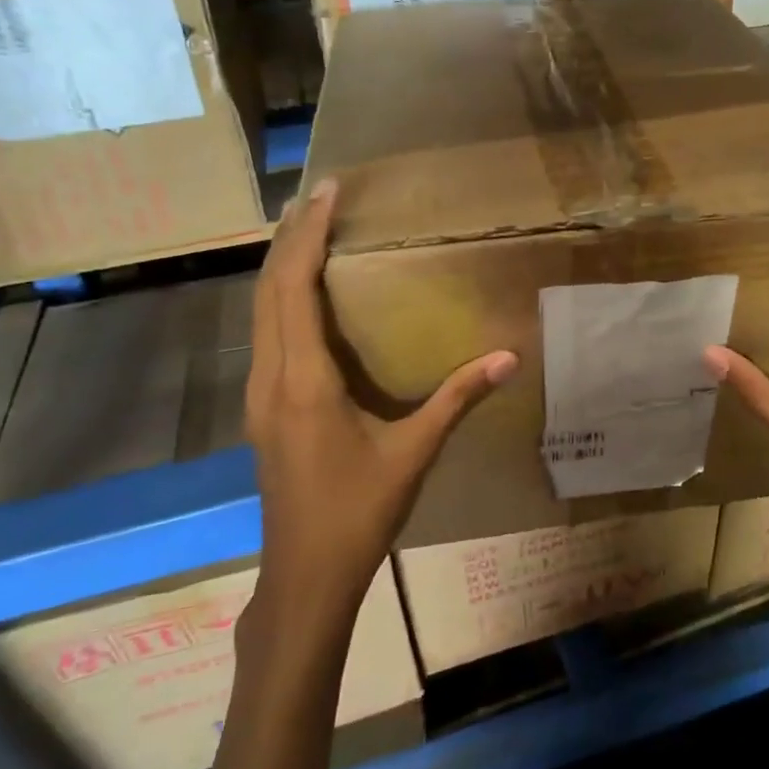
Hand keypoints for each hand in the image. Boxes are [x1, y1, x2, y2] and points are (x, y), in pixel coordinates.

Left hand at [244, 178, 518, 609]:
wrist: (306, 575)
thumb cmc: (359, 512)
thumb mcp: (414, 453)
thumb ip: (458, 398)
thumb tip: (510, 357)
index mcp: (304, 381)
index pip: (295, 289)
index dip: (308, 235)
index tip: (328, 193)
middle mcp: (271, 378)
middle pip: (268, 290)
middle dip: (290, 237)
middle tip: (319, 196)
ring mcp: (259, 395)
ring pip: (259, 311)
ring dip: (281, 265)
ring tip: (307, 228)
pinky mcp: (263, 409)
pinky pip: (265, 334)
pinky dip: (280, 297)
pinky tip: (303, 293)